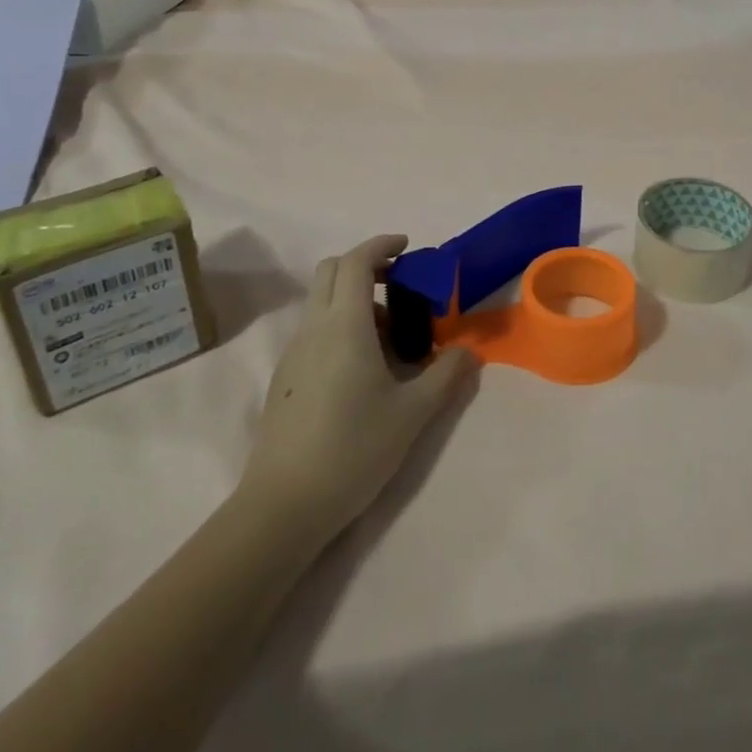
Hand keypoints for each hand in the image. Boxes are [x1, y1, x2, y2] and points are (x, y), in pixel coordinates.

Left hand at [246, 235, 474, 539]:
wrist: (283, 506)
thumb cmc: (353, 449)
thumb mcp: (413, 413)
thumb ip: (447, 375)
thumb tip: (468, 352)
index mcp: (345, 325)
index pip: (356, 261)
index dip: (381, 245)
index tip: (407, 247)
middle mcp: (314, 328)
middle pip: (331, 270)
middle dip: (365, 264)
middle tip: (399, 284)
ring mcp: (293, 352)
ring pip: (321, 301)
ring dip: (354, 298)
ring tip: (390, 336)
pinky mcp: (284, 377)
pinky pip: (313, 329)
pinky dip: (339, 324)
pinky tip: (362, 367)